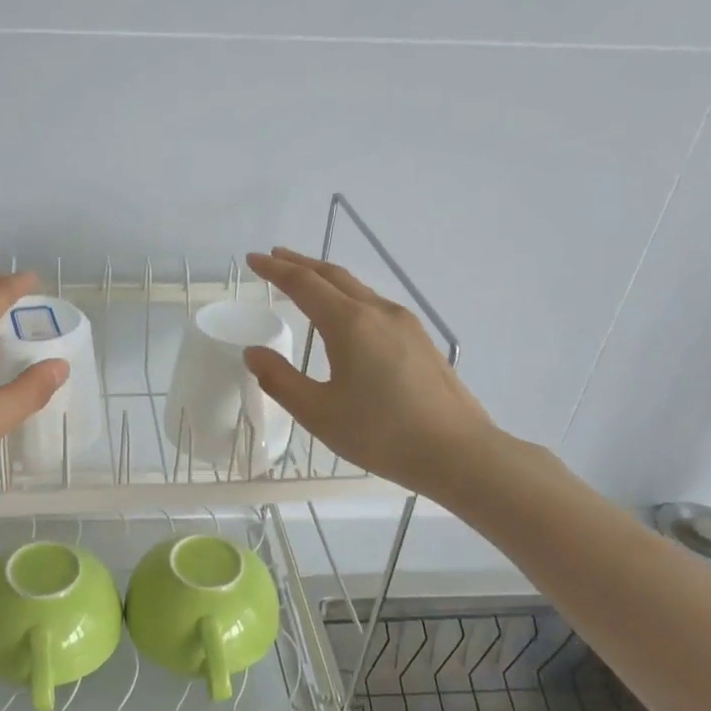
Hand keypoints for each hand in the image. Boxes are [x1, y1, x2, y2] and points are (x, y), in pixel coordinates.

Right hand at [243, 247, 495, 496]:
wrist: (457, 452)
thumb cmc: (381, 434)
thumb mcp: (318, 413)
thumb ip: (280, 380)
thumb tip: (253, 353)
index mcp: (350, 324)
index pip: (304, 284)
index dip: (275, 270)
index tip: (252, 259)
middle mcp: (378, 312)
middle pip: (333, 276)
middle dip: (300, 264)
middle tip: (274, 258)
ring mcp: (405, 324)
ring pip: (357, 288)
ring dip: (326, 279)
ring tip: (304, 282)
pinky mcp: (420, 340)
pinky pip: (374, 304)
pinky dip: (348, 297)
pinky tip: (345, 316)